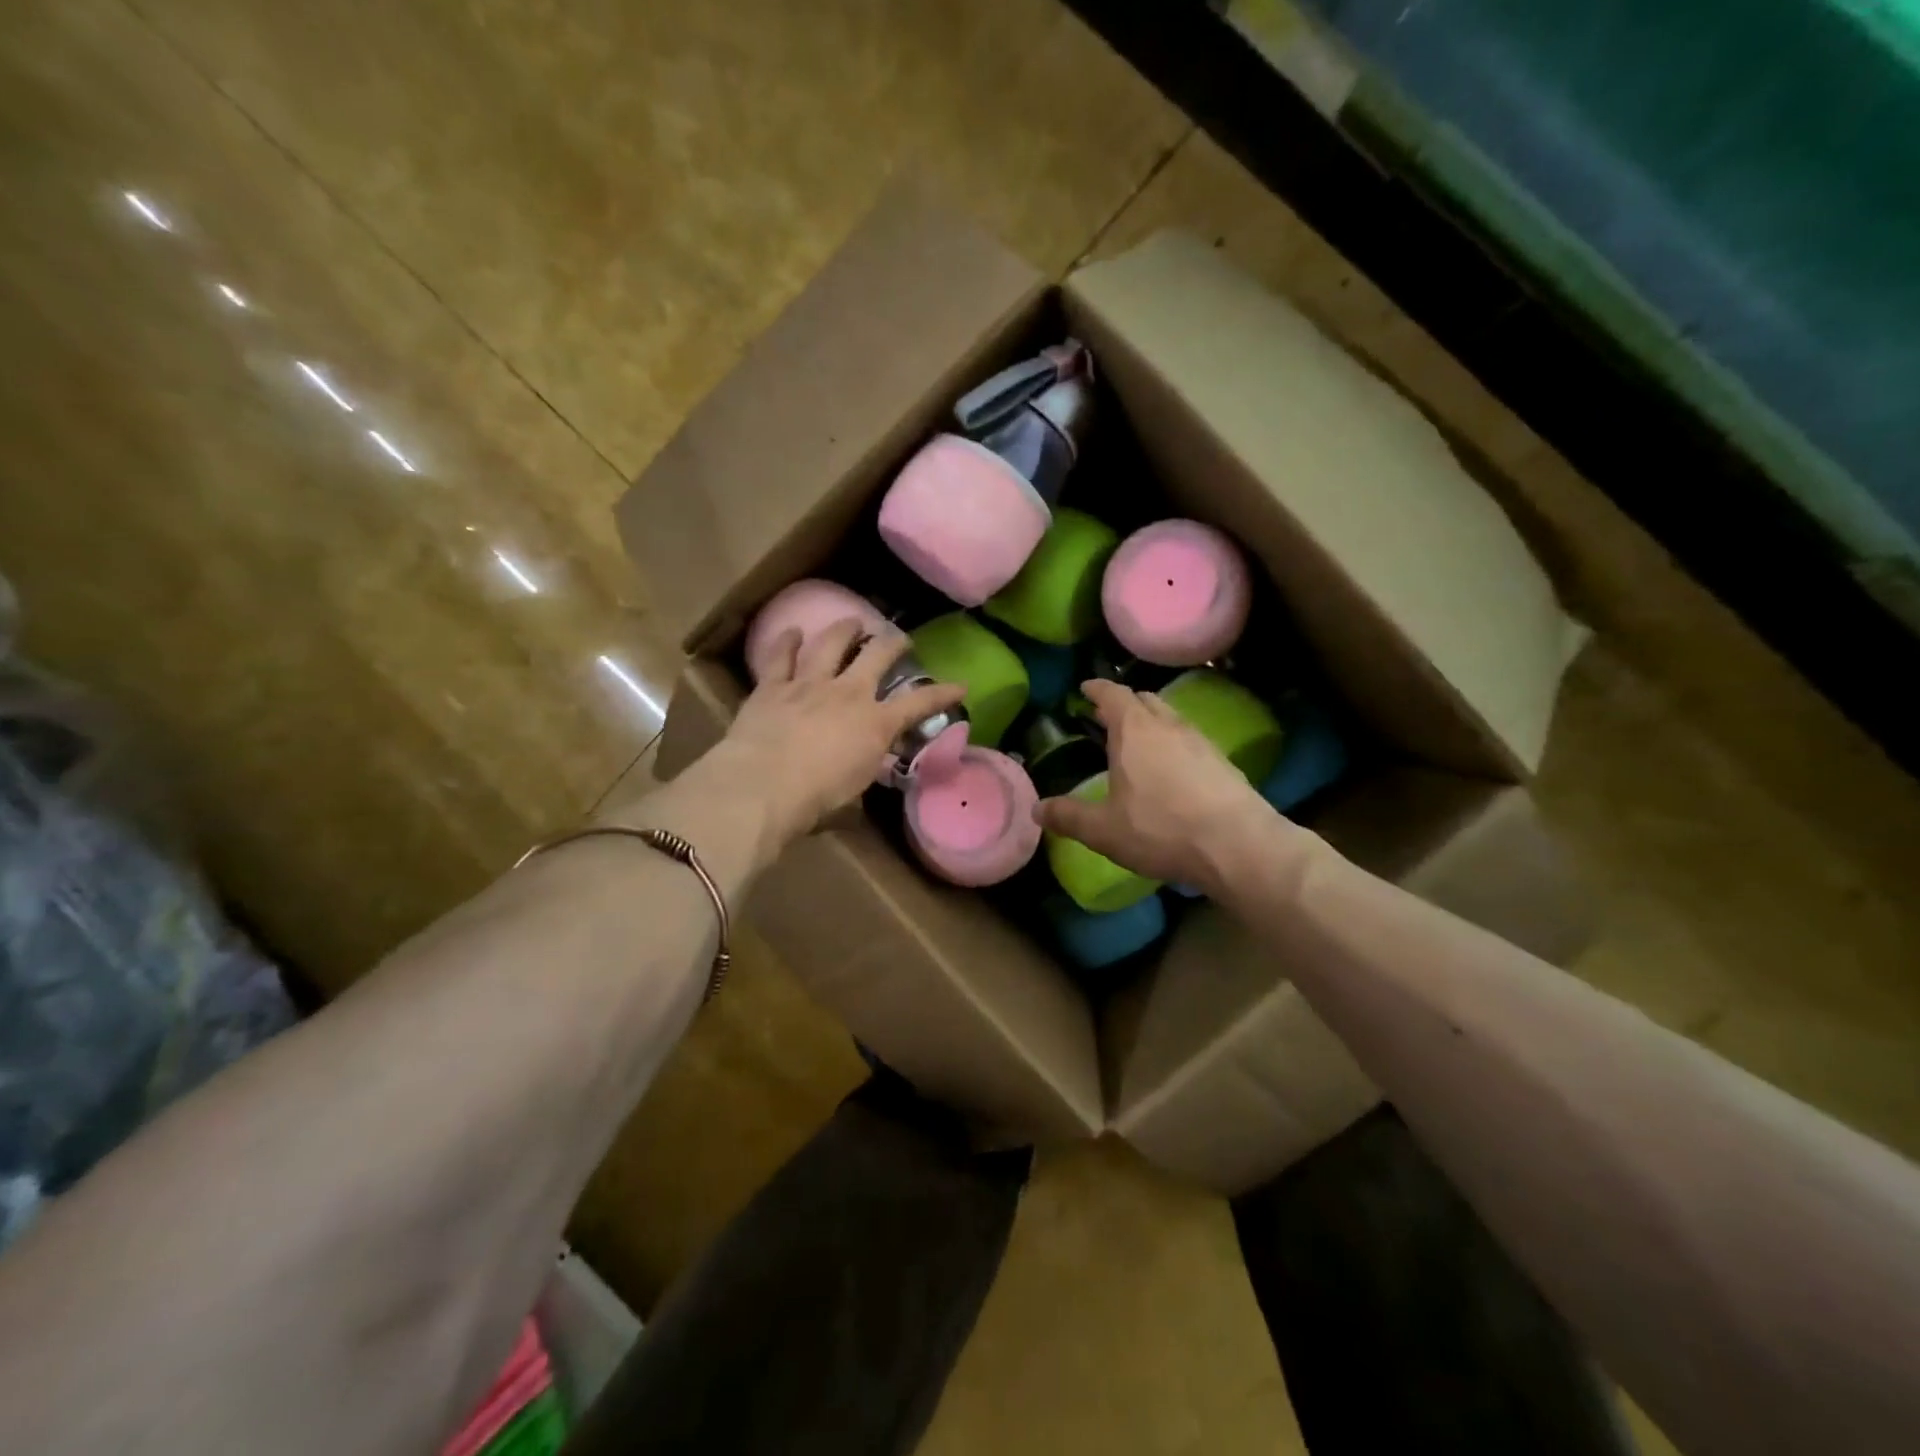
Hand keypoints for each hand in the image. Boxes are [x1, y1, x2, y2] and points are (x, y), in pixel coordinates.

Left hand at [717, 618, 964, 846]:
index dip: (943, 694)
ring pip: (831, 644)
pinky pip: (781, 656)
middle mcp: (847, 693)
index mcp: (874, 723)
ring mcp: (808, 684)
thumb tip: (869, 762)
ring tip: (853, 621)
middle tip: (900, 639)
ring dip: (845, 629)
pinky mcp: (772, 686)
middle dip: (893, 644)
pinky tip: (792, 631)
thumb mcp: (857, 787)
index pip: (918, 704)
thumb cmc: (816, 799)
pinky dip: (787, 641)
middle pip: (877, 656)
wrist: (763, 785)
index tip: (960, 686)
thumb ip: (867, 766)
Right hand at [1034, 679, 1277, 895]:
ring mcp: (1200, 741)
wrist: (1238, 845)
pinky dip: (1173, 744)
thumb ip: (1068, 816)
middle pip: (1144, 700)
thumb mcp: (1104, 830)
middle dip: (1123, 704)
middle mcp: (1168, 725)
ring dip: (1151, 722)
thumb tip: (1036, 809)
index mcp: (1134, 730)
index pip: (1112, 694)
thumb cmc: (1161, 829)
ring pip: (1170, 718)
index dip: (1096, 689)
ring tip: (1137, 742)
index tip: (1086, 688)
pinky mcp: (1223, 761)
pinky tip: (1171, 769)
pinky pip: (1190, 740)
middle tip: (1106, 717)